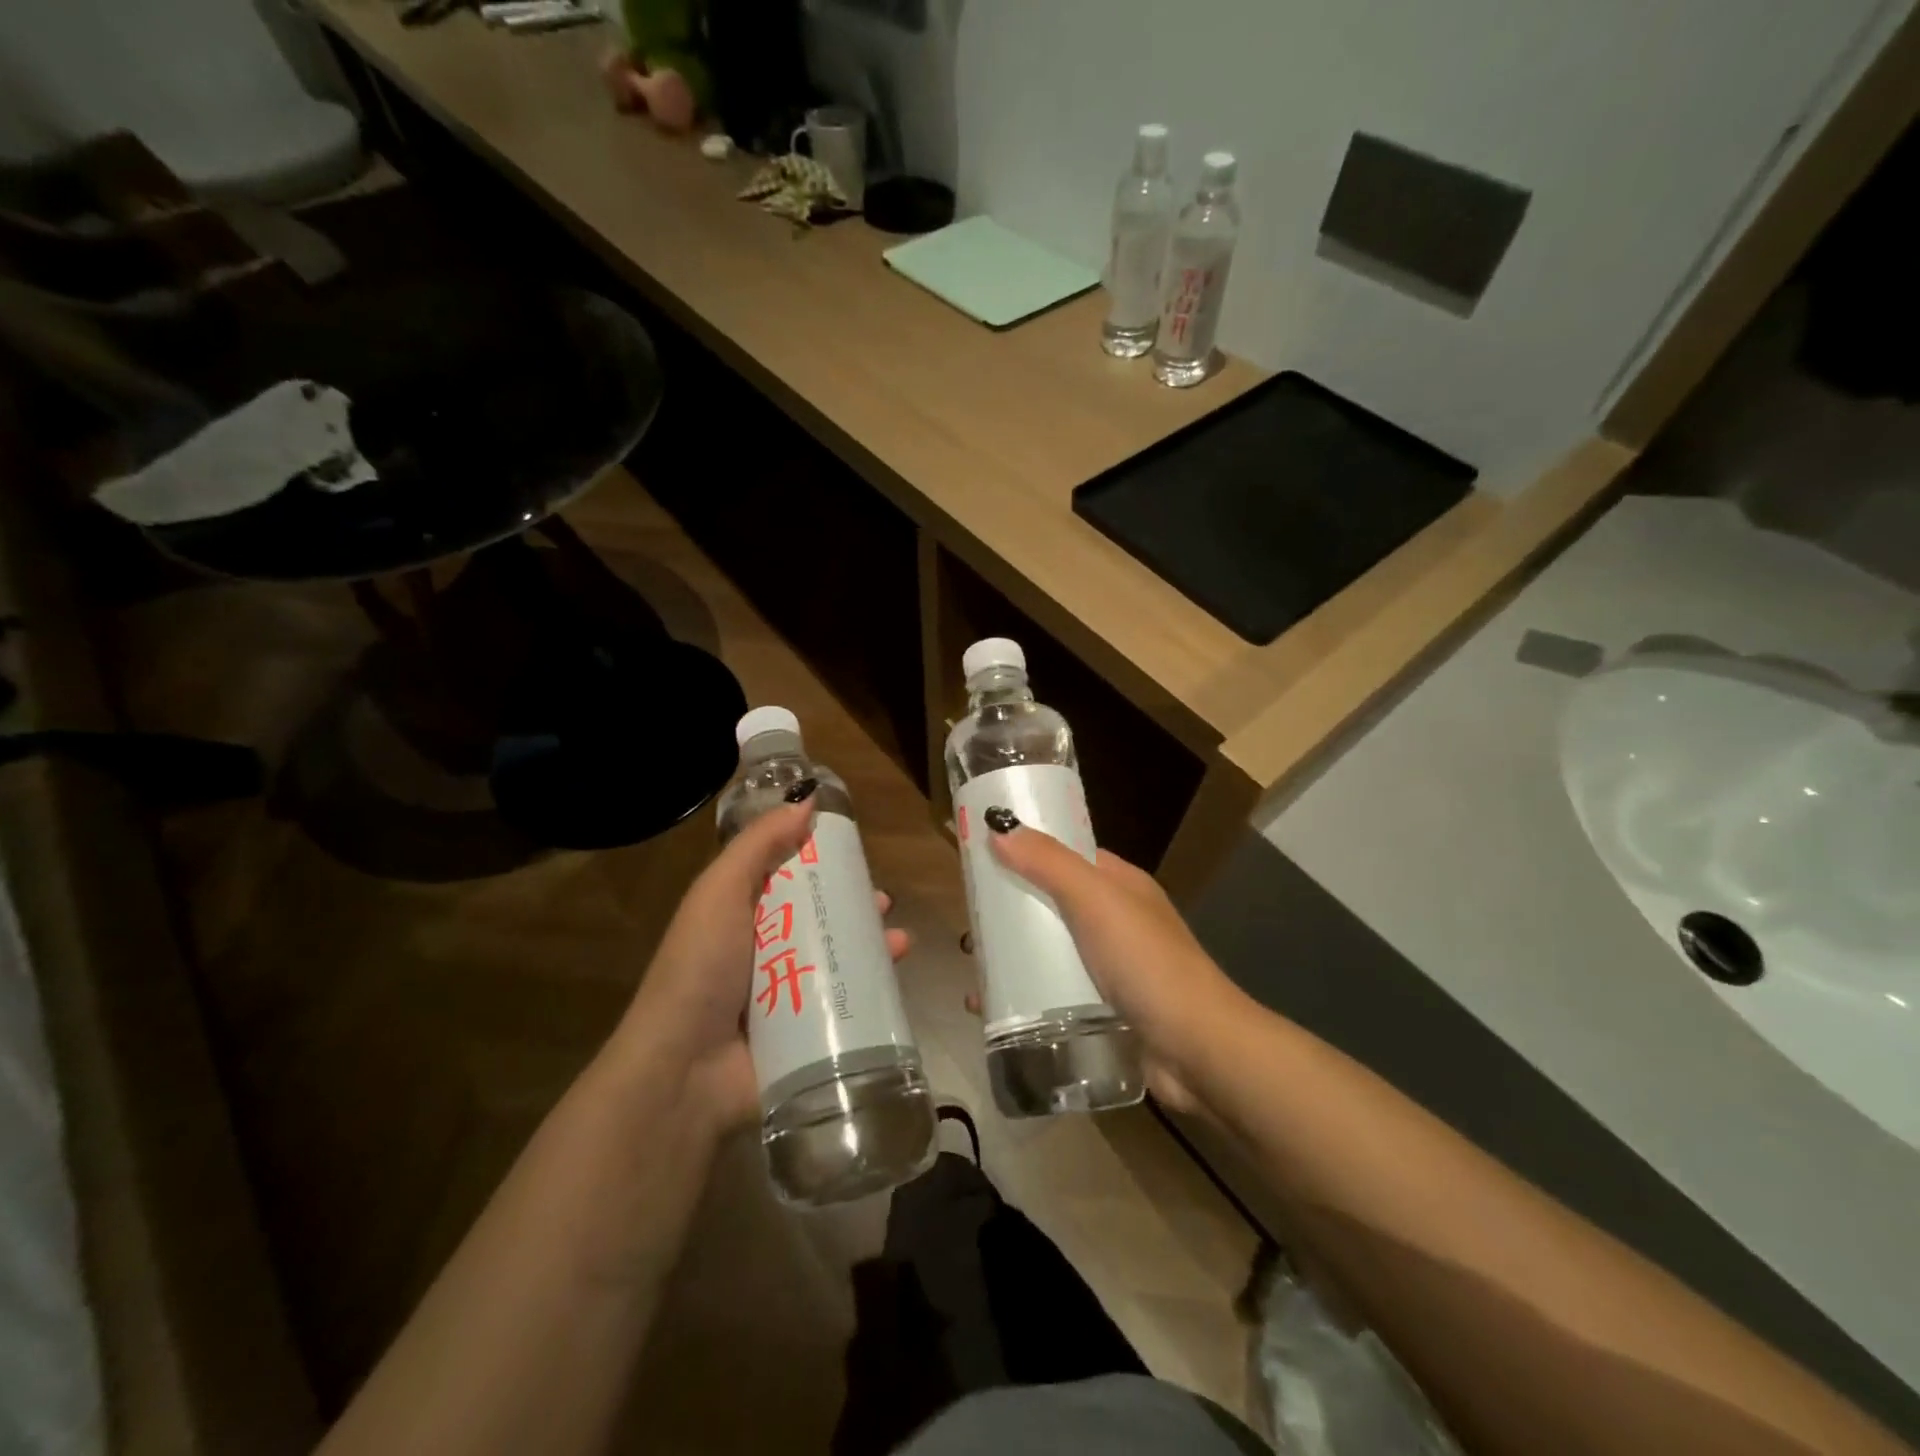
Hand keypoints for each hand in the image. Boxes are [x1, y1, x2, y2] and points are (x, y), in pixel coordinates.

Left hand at [615, 795, 910, 1135]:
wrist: (684, 1071)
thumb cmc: (701, 969)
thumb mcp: (720, 893)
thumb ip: (759, 845)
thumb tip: (808, 798)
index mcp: (741, 918)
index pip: (786, 881)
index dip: (820, 864)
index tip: (852, 853)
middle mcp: (764, 953)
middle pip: (818, 920)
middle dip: (853, 907)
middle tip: (882, 900)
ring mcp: (787, 997)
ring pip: (838, 960)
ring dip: (871, 945)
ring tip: (898, 939)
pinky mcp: (807, 1034)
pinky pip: (847, 1003)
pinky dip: (874, 987)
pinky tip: (896, 975)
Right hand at [979, 825, 1246, 1114]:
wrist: (1197, 1050)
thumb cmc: (1146, 963)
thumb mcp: (1095, 900)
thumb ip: (1048, 863)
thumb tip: (1000, 826)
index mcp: (1121, 885)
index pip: (1068, 856)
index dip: (1027, 853)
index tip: (982, 861)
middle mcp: (1117, 921)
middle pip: (1053, 906)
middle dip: (1011, 914)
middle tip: (968, 928)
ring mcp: (1113, 969)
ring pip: (1051, 953)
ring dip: (1013, 959)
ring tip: (972, 973)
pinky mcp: (1105, 1011)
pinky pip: (1056, 994)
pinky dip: (1025, 997)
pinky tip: (992, 1010)